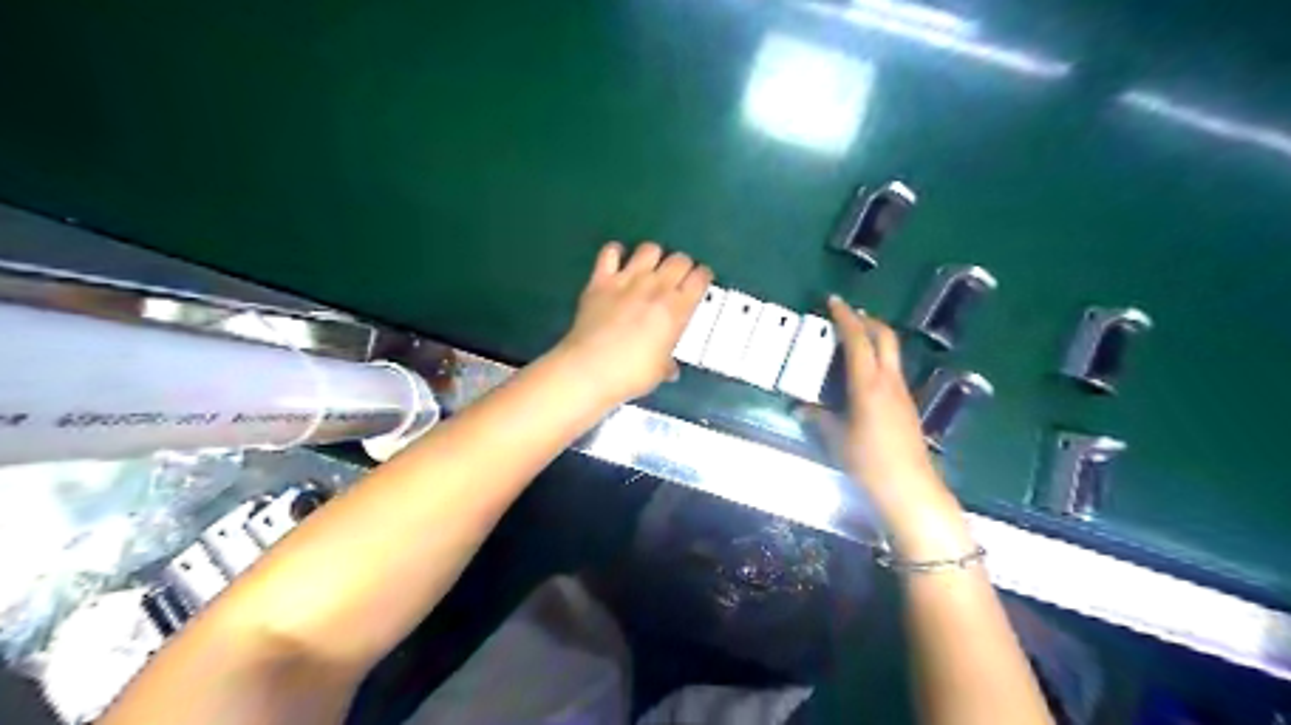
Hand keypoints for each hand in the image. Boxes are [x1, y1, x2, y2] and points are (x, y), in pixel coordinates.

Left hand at [553, 242, 716, 405]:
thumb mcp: (659, 371)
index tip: (700, 282)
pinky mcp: (601, 280)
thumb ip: (667, 363)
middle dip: (682, 266)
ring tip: (650, 269)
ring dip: (653, 256)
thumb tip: (670, 369)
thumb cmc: (630, 374)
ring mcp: (627, 280)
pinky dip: (616, 253)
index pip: (700, 278)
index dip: (703, 278)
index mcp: (676, 309)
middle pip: (679, 259)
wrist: (589, 369)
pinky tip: (617, 263)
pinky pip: (610, 252)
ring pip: (650, 249)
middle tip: (677, 278)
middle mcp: (656, 288)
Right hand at [804, 298, 974, 557]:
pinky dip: (878, 359)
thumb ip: (818, 419)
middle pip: (884, 337)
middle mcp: (889, 381)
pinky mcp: (908, 406)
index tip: (833, 301)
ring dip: (874, 339)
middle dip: (867, 321)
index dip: (845, 318)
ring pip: (891, 353)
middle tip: (847, 315)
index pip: (858, 340)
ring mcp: (902, 393)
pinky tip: (864, 374)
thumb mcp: (837, 440)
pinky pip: (892, 370)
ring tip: (853, 339)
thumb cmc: (869, 462)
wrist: (910, 489)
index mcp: (868, 384)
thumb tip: (799, 409)